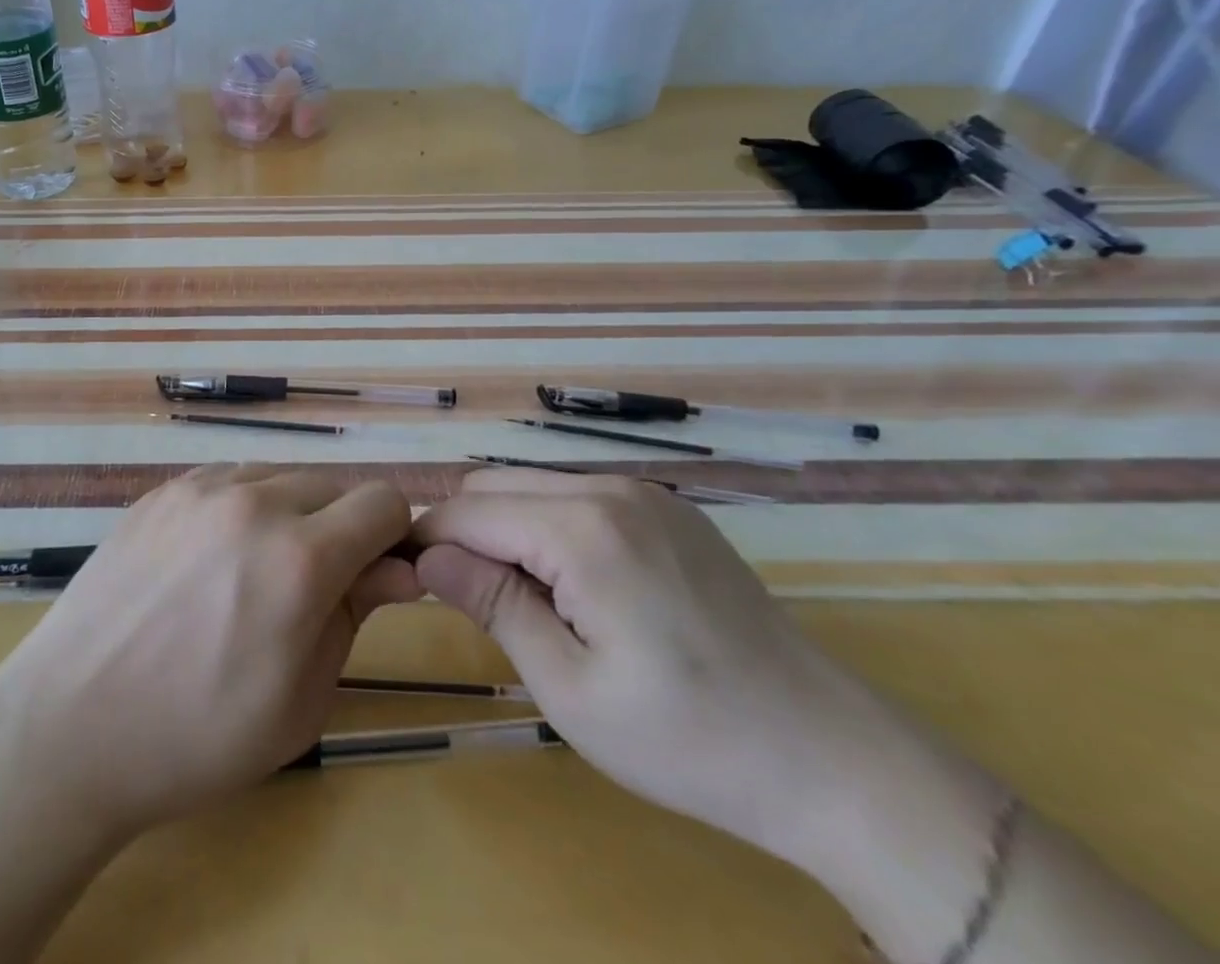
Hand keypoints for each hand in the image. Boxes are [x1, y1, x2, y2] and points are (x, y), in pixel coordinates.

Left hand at [0, 463, 418, 840]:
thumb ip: (357, 615)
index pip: (384, 502)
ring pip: (280, 476)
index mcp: (299, 557)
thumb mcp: (302, 701)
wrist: (69, 726)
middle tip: (311, 589)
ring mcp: (200, 488)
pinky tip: (210, 561)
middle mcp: (253, 501)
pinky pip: (229, 480)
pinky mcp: (162, 491)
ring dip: (290, 514)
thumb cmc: (197, 736)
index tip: (374, 578)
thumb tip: (399, 568)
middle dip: (342, 528)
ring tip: (254, 575)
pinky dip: (241, 508)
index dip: (392, 539)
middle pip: (334, 484)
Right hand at [412, 468, 982, 879]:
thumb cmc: (688, 740)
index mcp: (582, 530)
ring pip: (535, 486)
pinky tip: (579, 589)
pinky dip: (552, 527)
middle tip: (473, 605)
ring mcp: (645, 493)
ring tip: (527, 602)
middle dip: (466, 532)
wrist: (831, 757)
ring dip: (509, 529)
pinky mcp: (669, 508)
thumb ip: (492, 605)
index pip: (468, 511)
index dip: (428, 542)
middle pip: (495, 484)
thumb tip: (425, 557)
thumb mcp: (569, 689)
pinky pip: (580, 497)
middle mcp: (609, 488)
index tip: (411, 582)